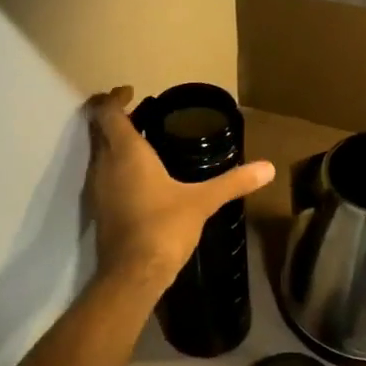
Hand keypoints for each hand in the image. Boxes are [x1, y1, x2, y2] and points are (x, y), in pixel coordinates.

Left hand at [85, 87, 274, 292]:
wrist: (133, 274)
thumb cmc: (164, 227)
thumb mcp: (202, 202)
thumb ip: (233, 182)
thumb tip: (268, 168)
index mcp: (126, 152)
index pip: (108, 112)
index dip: (115, 98)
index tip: (132, 91)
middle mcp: (104, 164)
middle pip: (100, 129)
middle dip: (116, 117)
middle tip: (141, 113)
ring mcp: (97, 188)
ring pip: (99, 153)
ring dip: (114, 142)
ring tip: (143, 141)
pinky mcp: (98, 209)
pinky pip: (102, 174)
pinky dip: (115, 165)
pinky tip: (139, 177)